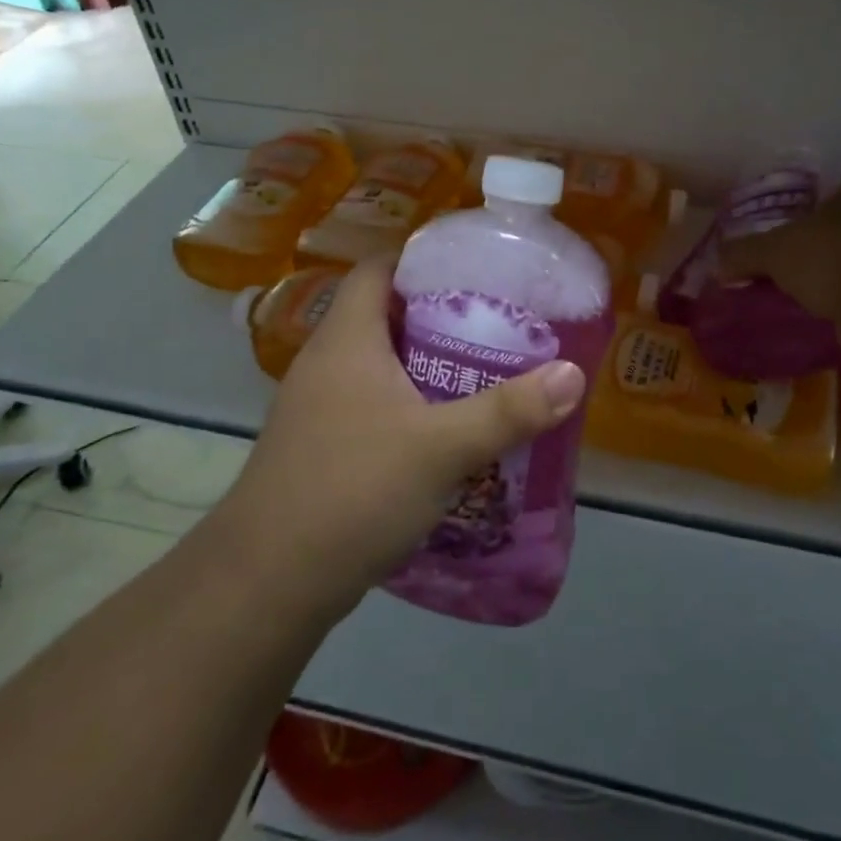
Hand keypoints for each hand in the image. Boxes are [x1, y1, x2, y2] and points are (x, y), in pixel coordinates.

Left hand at [214, 255, 585, 621]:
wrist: (267, 584)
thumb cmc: (352, 490)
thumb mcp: (442, 447)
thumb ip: (509, 410)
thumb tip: (573, 375)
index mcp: (347, 338)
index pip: (377, 267)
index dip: (421, 256)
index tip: (473, 266)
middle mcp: (326, 361)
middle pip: (383, 313)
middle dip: (438, 312)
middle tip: (495, 320)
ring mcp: (318, 407)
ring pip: (379, 362)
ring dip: (425, 362)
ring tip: (482, 368)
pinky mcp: (320, 447)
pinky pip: (372, 402)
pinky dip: (408, 402)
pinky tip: (446, 429)